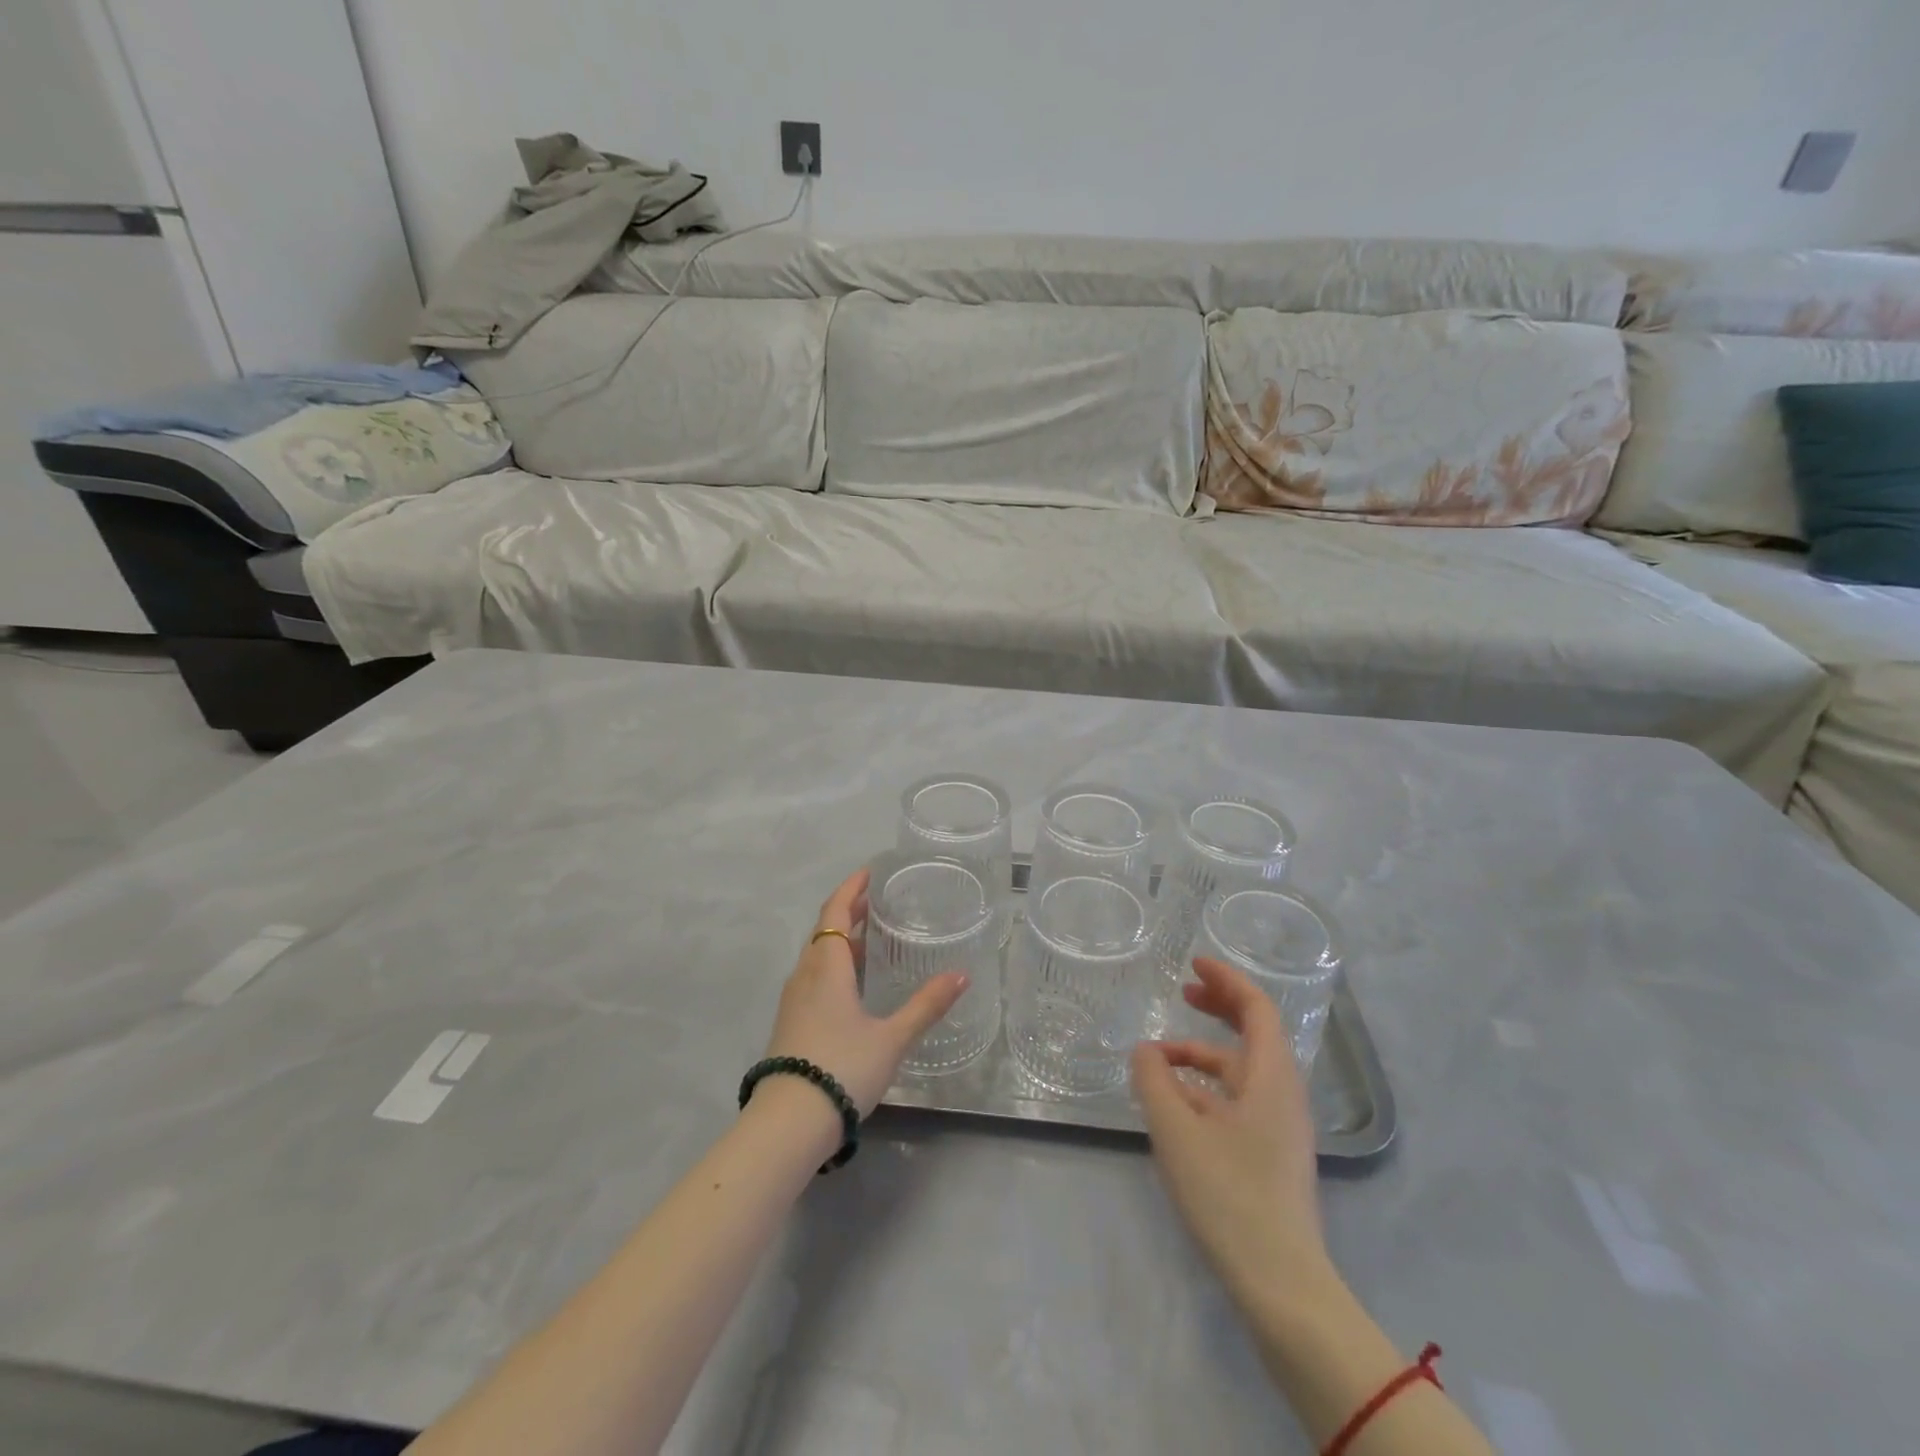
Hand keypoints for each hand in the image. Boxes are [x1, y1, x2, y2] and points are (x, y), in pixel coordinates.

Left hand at [761, 868, 969, 1116]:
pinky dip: (835, 965)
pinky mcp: (791, 1022)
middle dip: (849, 911)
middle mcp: (806, 975)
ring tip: (872, 938)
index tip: (869, 871)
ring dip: (842, 940)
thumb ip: (926, 1005)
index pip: (835, 912)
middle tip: (878, 900)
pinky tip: (854, 984)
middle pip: (825, 930)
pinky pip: (814, 977)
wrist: (788, 1123)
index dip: (851, 889)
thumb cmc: (842, 1068)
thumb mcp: (892, 1038)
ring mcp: (794, 1000)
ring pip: (818, 955)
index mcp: (826, 967)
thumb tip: (962, 975)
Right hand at [1131, 957, 1333, 1304]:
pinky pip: (1238, 1101)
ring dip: (1203, 1054)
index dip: (1226, 980)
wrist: (1282, 1287)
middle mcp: (1283, 1094)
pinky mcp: (1271, 1155)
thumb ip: (1154, 1080)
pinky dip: (1206, 1088)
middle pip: (1254, 1033)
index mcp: (1271, 1078)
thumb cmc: (1230, 1197)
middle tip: (1183, 990)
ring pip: (1241, 1071)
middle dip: (1218, 1007)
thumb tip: (1145, 1051)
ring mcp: (1280, 1127)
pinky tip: (1175, 1104)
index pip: (1257, 1008)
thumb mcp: (1177, 1131)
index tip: (1193, 963)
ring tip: (1158, 1060)